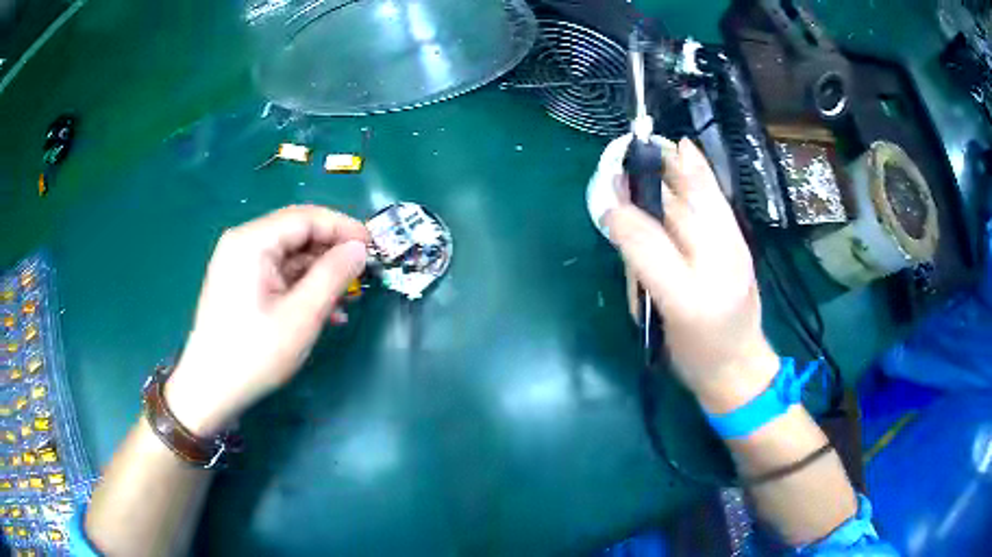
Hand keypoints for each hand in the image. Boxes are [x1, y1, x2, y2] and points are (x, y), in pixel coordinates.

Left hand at [164, 206, 369, 435]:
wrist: (210, 390)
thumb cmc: (254, 353)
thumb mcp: (301, 316)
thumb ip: (333, 276)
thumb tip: (359, 249)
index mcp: (252, 242)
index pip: (306, 218)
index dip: (343, 228)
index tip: (373, 246)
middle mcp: (243, 243)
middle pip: (296, 234)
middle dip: (332, 253)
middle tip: (363, 274)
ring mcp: (239, 263)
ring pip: (289, 256)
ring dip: (320, 274)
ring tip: (347, 299)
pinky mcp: (240, 283)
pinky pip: (277, 274)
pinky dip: (302, 287)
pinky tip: (323, 311)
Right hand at [605, 139, 777, 413]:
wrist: (738, 365)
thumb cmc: (692, 353)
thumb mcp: (657, 322)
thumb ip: (641, 270)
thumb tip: (620, 219)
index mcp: (687, 297)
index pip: (648, 246)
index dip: (624, 218)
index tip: (605, 198)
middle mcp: (716, 266)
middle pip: (676, 212)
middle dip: (647, 182)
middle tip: (624, 160)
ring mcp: (734, 249)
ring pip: (698, 199)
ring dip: (673, 169)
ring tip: (651, 146)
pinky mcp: (741, 243)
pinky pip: (716, 201)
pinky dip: (699, 173)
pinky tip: (685, 151)